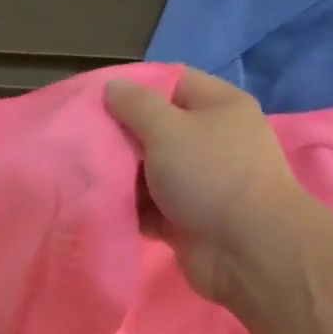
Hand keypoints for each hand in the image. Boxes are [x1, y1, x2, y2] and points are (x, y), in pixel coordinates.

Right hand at [104, 69, 304, 303]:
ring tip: (88, 176)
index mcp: (218, 106)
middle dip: (122, 137)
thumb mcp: (168, 129)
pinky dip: (132, 210)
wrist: (247, 250)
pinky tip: (104, 208)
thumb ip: (136, 106)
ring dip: (122, 177)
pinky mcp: (187, 219)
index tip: (96, 100)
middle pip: (157, 130)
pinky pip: (151, 208)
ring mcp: (200, 182)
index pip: (172, 83)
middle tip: (85, 141)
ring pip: (150, 172)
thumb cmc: (210, 175)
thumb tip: (112, 87)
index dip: (134, 88)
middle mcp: (211, 141)